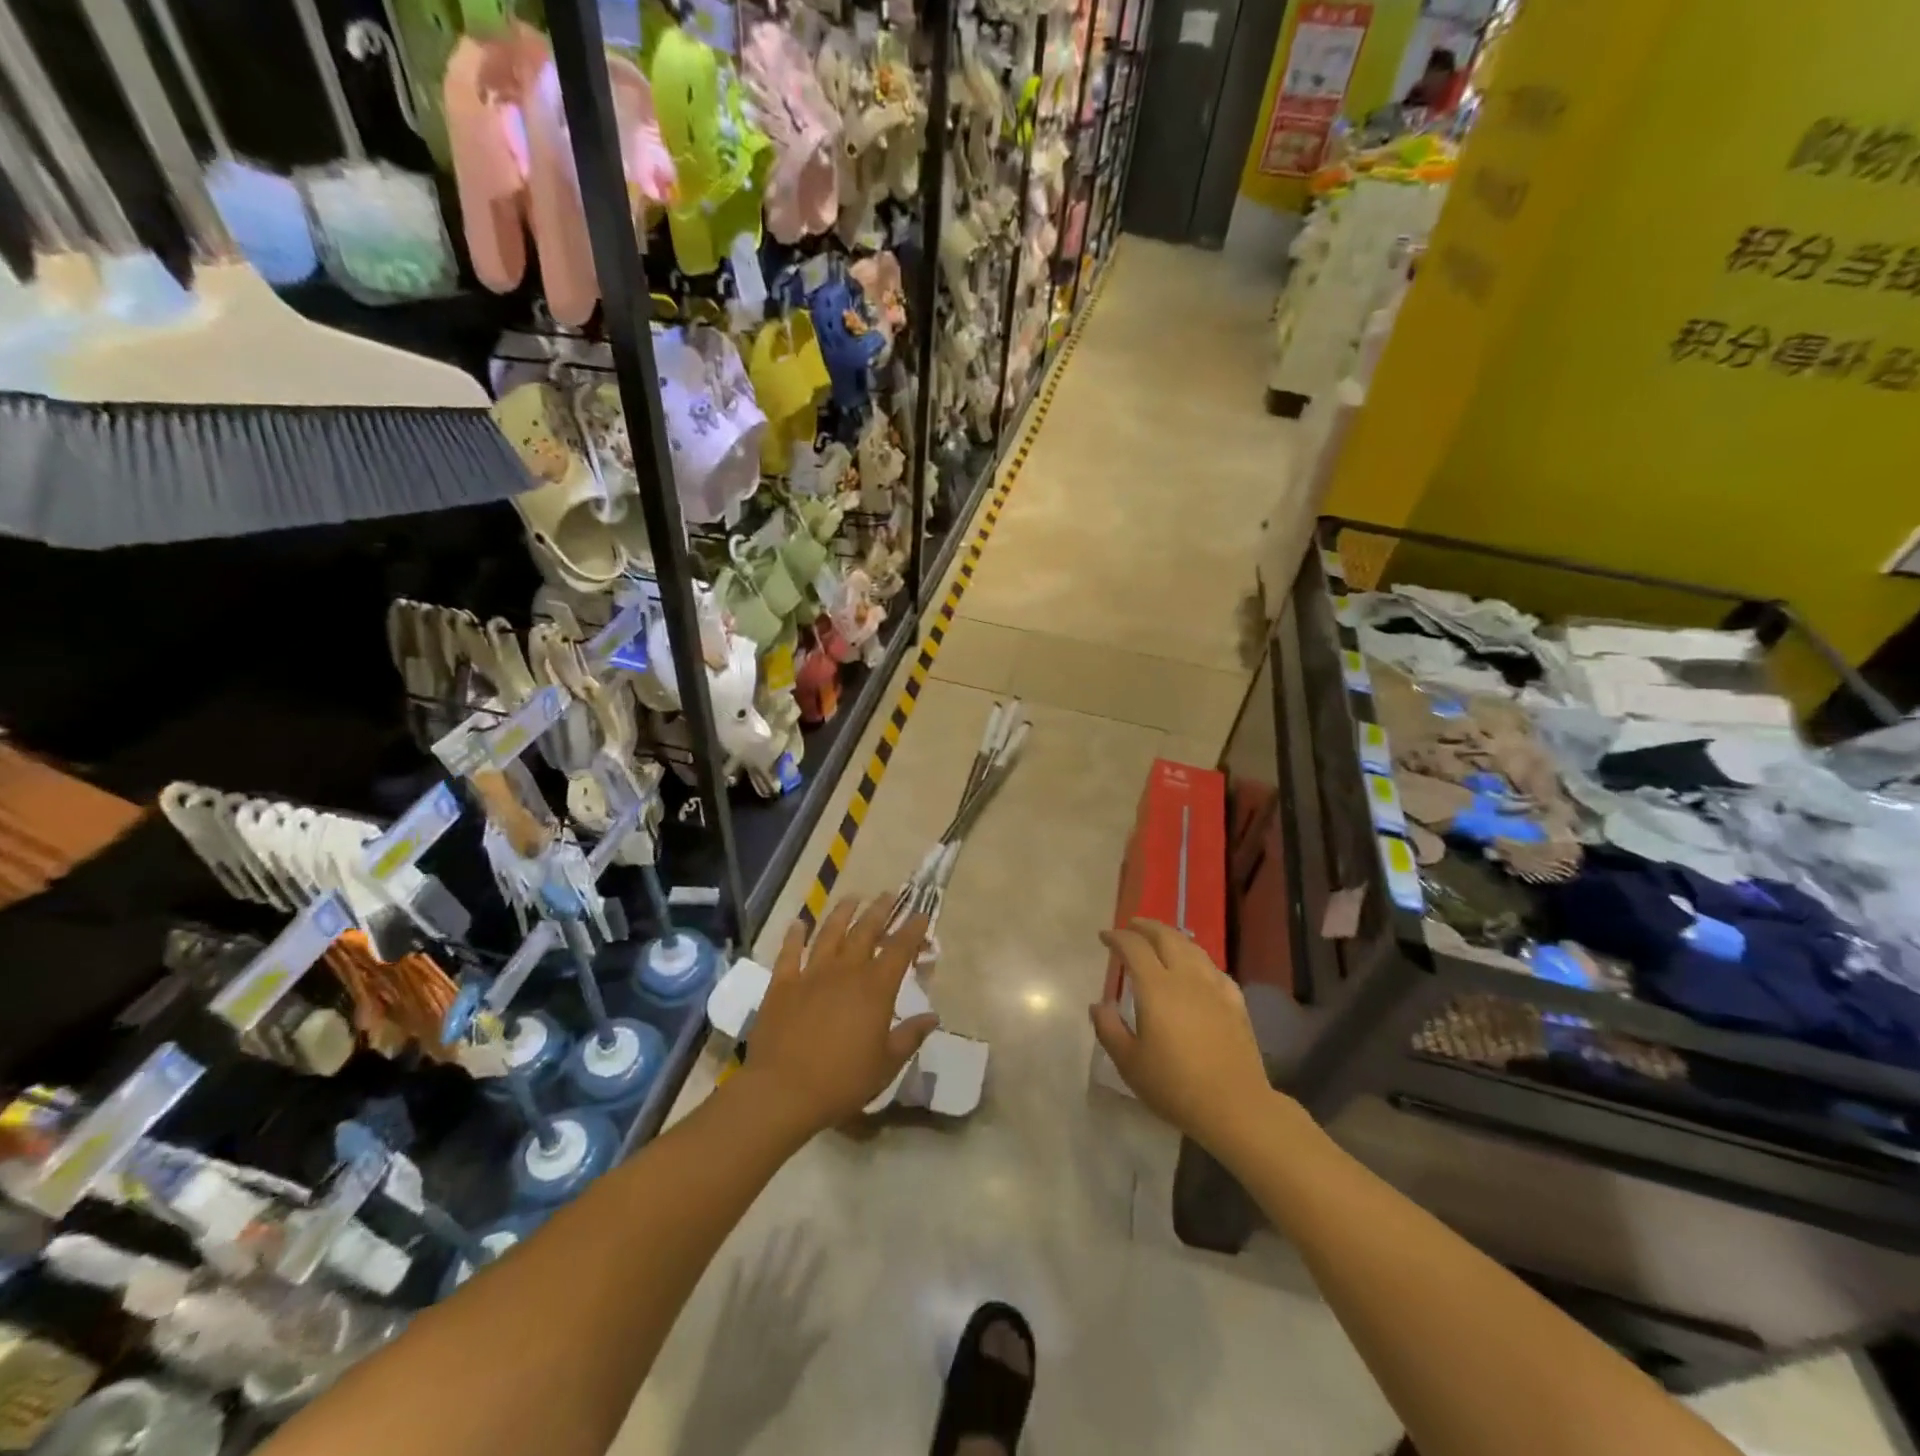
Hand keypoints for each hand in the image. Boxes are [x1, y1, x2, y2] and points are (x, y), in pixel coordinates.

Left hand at [739, 895, 937, 1136]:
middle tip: (888, 895)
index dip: (912, 929)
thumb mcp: (886, 1064)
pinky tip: (798, 923)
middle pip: (865, 931)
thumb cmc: (842, 1081)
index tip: (921, 915)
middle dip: (880, 910)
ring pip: (830, 933)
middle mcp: (845, 971)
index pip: (900, 949)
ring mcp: (811, 974)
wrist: (783, 1091)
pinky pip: (789, 952)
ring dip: (842, 913)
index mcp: (875, 988)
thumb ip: (910, 1036)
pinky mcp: (782, 984)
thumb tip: (933, 1017)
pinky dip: (794, 935)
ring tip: (852, 898)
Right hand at [1092, 920, 1275, 1157]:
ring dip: (1173, 936)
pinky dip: (1198, 960)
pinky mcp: (1235, 1002)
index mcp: (1156, 988)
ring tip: (1161, 938)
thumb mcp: (1130, 1063)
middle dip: (1146, 926)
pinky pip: (1214, 969)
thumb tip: (1099, 1005)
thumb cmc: (1175, 1086)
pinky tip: (1197, 969)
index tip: (1104, 937)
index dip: (1117, 937)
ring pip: (1192, 948)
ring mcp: (1214, 987)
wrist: (1235, 1106)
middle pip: (1166, 937)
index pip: (1134, 947)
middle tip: (1131, 925)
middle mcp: (1185, 978)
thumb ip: (1109, 1029)